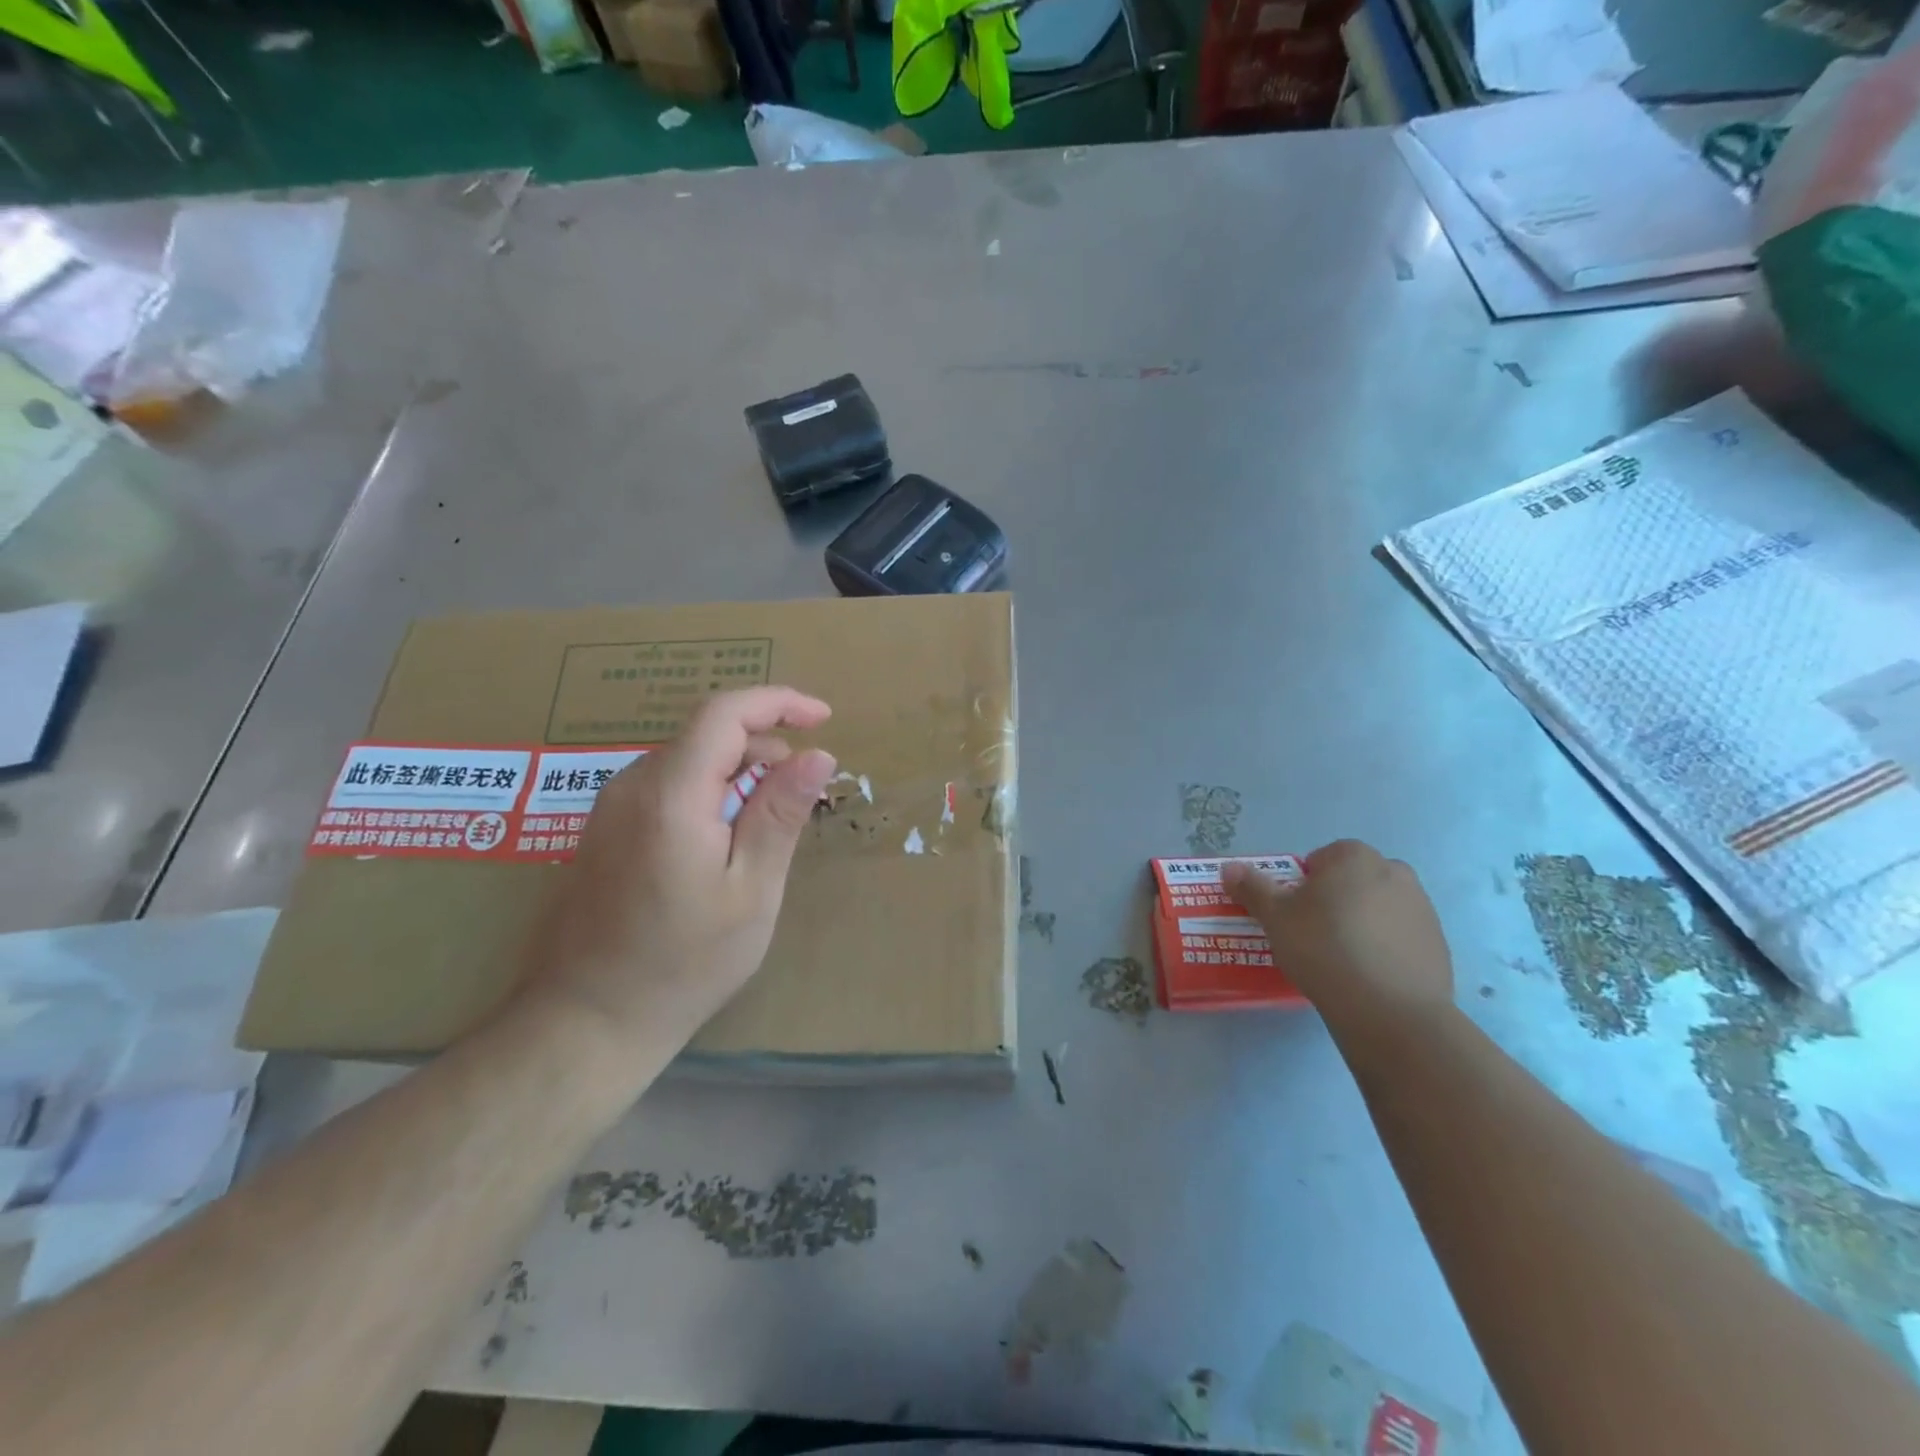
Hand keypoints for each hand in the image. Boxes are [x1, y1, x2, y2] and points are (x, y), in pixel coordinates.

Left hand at [516, 687, 836, 1055]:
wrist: (586, 1021)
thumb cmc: (684, 962)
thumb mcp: (751, 890)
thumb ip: (781, 813)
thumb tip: (818, 754)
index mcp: (670, 794)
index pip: (725, 713)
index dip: (779, 702)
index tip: (824, 719)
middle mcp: (632, 785)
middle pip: (707, 735)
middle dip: (764, 748)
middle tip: (801, 797)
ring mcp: (610, 807)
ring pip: (688, 761)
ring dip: (737, 775)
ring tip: (765, 830)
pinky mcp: (604, 830)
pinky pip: (667, 788)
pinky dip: (708, 794)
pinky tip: (723, 846)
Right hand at [1222, 840, 1452, 1033]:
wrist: (1391, 1011)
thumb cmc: (1324, 949)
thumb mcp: (1275, 917)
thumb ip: (1252, 888)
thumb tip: (1229, 867)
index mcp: (1354, 857)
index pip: (1321, 859)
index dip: (1302, 885)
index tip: (1294, 914)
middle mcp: (1395, 872)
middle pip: (1352, 881)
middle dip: (1335, 900)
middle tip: (1313, 934)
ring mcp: (1422, 908)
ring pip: (1378, 908)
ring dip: (1360, 923)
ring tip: (1340, 959)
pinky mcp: (1438, 944)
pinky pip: (1400, 937)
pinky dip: (1384, 948)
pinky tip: (1367, 976)